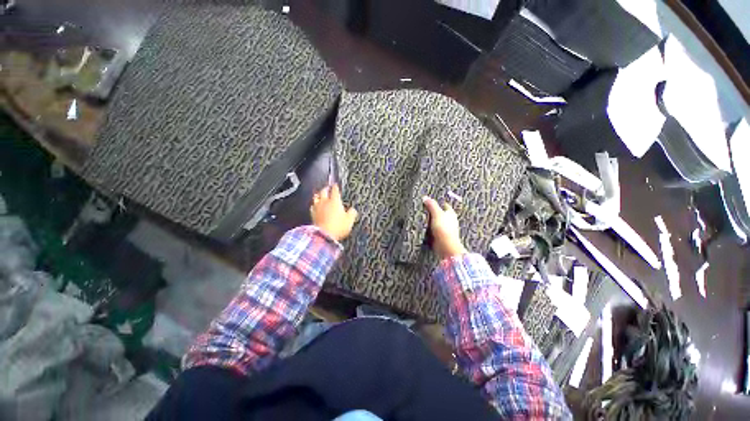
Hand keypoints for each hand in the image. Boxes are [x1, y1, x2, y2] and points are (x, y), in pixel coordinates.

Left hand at [310, 184, 357, 241]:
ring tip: (320, 194)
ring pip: (316, 197)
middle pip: (323, 191)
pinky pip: (312, 207)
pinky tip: (315, 206)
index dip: (335, 186)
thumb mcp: (349, 220)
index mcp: (335, 201)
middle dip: (326, 188)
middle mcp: (325, 202)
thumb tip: (352, 210)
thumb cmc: (338, 227)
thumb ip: (352, 213)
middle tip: (328, 188)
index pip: (335, 190)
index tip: (336, 184)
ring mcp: (317, 208)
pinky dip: (314, 205)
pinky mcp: (312, 215)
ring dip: (318, 195)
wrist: (324, 236)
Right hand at [423, 196, 466, 258]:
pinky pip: (433, 230)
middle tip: (423, 208)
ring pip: (436, 222)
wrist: (445, 246)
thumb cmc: (444, 229)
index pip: (444, 205)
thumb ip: (431, 205)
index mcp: (451, 213)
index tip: (430, 200)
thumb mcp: (437, 213)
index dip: (438, 202)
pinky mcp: (440, 236)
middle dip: (433, 212)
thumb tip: (425, 197)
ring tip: (421, 218)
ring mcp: (445, 229)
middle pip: (440, 213)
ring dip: (430, 221)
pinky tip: (423, 228)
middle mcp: (449, 221)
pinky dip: (429, 229)